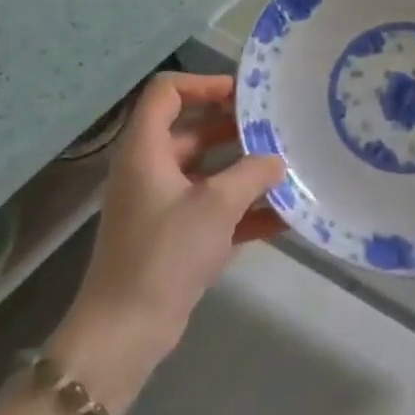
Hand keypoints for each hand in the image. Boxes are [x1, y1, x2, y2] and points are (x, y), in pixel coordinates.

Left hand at [61, 73, 285, 373]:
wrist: (126, 330)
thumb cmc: (164, 253)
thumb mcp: (215, 206)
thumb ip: (252, 174)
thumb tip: (277, 161)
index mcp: (146, 150)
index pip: (167, 93)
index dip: (203, 84)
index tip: (243, 96)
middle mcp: (151, 170)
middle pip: (193, 131)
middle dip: (235, 129)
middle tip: (277, 131)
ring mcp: (162, 205)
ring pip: (207, 172)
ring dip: (244, 170)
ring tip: (287, 169)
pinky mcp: (175, 237)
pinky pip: (213, 210)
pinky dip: (243, 210)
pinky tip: (283, 217)